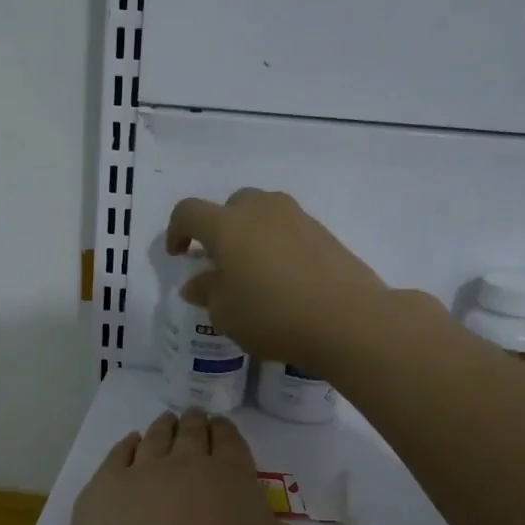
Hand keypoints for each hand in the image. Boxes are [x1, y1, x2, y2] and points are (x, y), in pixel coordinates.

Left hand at [48, 407, 415, 524]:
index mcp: (230, 472)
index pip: (231, 440)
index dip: (228, 434)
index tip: (224, 428)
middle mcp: (185, 460)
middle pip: (192, 432)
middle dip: (197, 424)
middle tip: (196, 419)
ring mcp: (140, 469)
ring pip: (156, 436)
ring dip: (163, 429)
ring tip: (167, 424)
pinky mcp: (103, 486)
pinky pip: (118, 455)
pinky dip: (126, 447)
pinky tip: (130, 446)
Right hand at [165, 189, 399, 374]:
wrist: (347, 318)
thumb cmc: (272, 316)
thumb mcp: (226, 314)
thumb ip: (207, 293)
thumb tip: (198, 283)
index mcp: (227, 225)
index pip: (189, 212)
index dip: (177, 230)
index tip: (178, 254)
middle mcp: (260, 210)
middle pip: (231, 205)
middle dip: (219, 229)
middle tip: (220, 262)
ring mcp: (296, 217)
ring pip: (263, 213)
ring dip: (251, 234)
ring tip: (254, 270)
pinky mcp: (324, 232)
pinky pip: (288, 229)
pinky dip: (278, 245)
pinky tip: (284, 278)